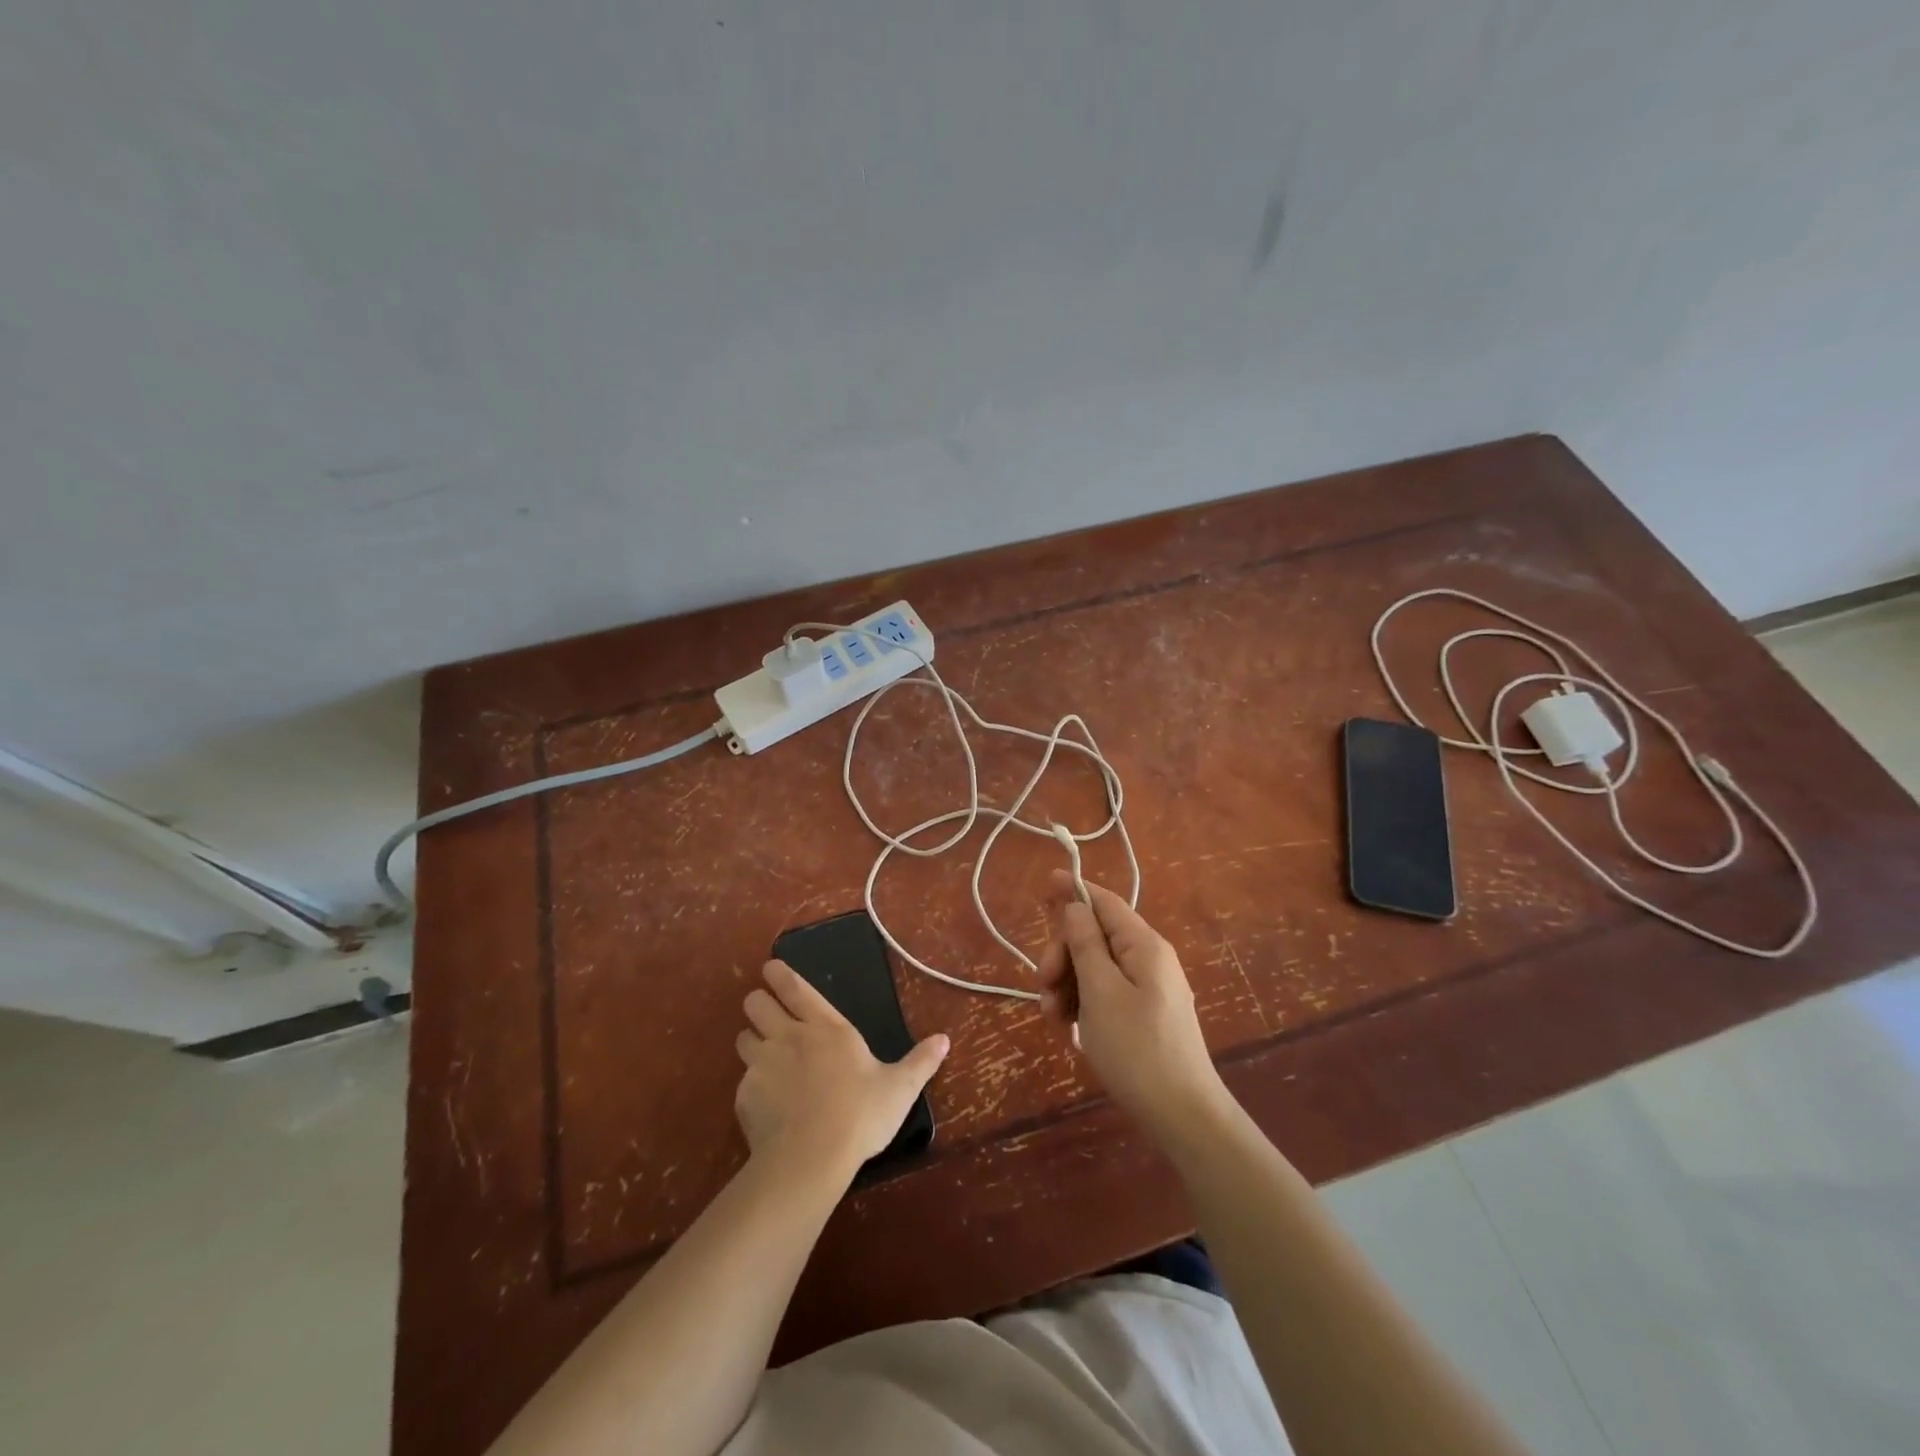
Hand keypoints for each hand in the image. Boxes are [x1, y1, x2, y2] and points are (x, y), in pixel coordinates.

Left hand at [734, 960, 948, 1181]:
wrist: (810, 1160)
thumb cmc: (860, 1115)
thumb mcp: (899, 1088)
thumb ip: (920, 1061)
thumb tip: (944, 1039)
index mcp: (825, 1027)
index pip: (794, 987)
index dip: (779, 973)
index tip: (770, 968)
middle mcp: (788, 1036)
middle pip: (756, 1003)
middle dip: (758, 1003)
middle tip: (767, 1013)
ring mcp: (761, 1065)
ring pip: (742, 1038)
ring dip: (751, 1041)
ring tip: (764, 1056)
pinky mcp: (744, 1096)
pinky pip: (742, 1080)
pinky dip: (752, 1085)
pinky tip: (766, 1104)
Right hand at [1036, 871, 1225, 1135]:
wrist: (1182, 1115)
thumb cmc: (1136, 1048)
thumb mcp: (1100, 992)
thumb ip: (1085, 943)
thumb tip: (1075, 905)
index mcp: (1143, 945)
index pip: (1105, 902)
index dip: (1074, 891)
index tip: (1043, 885)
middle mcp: (1149, 958)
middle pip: (1095, 936)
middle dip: (1063, 953)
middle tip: (1043, 985)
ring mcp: (1149, 987)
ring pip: (1096, 967)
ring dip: (1068, 983)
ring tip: (1052, 1017)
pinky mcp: (1145, 1013)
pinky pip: (1106, 992)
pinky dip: (1083, 1002)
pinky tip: (1069, 1027)